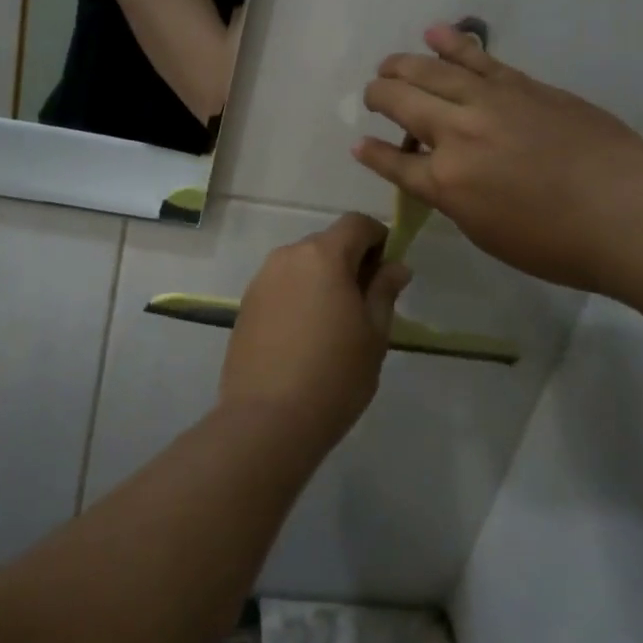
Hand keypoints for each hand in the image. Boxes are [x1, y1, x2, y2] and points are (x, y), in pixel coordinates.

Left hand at [218, 214, 411, 457]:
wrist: (267, 420)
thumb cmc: (334, 376)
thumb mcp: (374, 334)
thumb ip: (384, 291)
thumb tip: (396, 266)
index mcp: (323, 255)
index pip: (356, 223)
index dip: (378, 238)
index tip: (387, 271)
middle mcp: (288, 256)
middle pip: (327, 243)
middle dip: (350, 261)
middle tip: (366, 304)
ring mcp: (262, 279)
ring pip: (302, 265)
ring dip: (322, 280)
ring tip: (334, 324)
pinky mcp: (246, 304)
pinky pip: (281, 286)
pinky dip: (299, 297)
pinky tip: (305, 337)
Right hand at [355, 24, 642, 293]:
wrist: (628, 213)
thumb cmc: (559, 244)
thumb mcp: (490, 234)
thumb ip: (456, 200)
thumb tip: (440, 176)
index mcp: (447, 183)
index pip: (395, 163)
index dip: (373, 154)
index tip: (360, 145)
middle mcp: (457, 134)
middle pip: (402, 103)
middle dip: (379, 97)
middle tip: (373, 96)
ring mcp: (490, 103)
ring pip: (431, 71)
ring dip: (402, 64)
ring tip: (388, 64)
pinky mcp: (521, 85)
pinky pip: (476, 58)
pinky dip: (451, 42)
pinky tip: (433, 33)